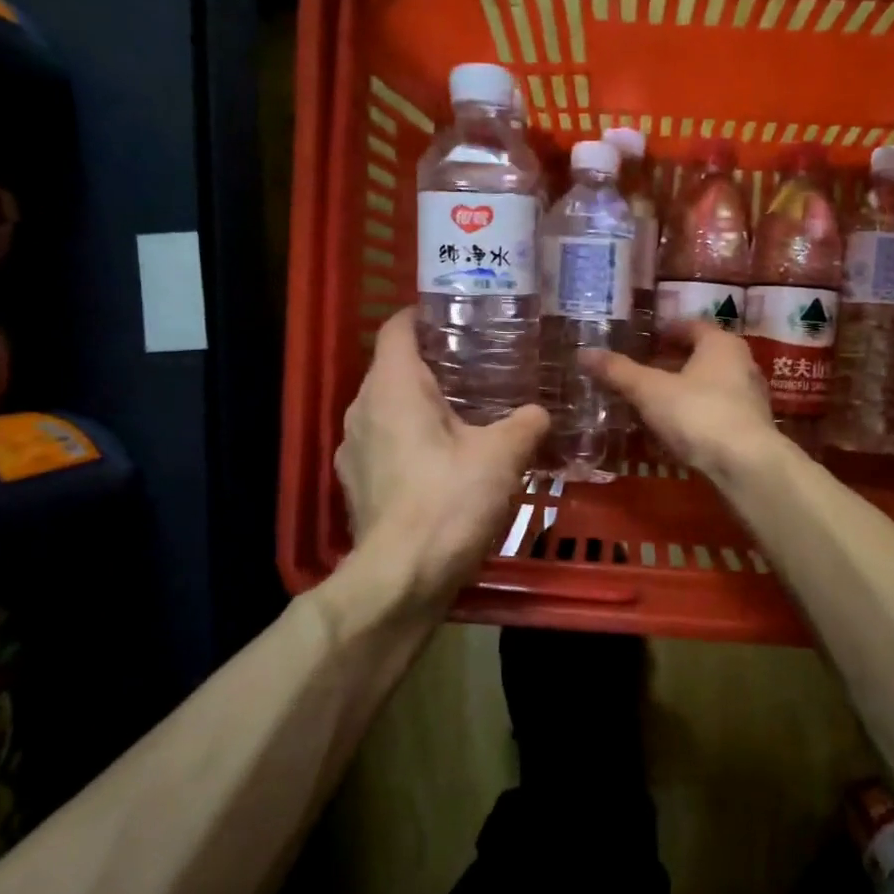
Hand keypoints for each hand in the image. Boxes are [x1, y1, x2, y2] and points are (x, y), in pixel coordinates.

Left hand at [335, 310, 549, 611]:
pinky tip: (443, 459)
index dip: (425, 314)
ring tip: (466, 410)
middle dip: (434, 361)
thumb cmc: (448, 502)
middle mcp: (362, 408)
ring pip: (388, 407)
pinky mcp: (357, 482)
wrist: (400, 578)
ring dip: (421, 404)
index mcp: (392, 386)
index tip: (460, 315)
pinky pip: (384, 442)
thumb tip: (540, 413)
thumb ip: (525, 424)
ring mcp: (353, 447)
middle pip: (394, 366)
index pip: (398, 327)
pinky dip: (411, 438)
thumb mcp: (501, 457)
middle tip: (480, 364)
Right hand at [579, 322, 778, 478]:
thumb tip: (583, 353)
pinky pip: (716, 413)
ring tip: (653, 402)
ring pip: (710, 386)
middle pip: (702, 356)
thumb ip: (619, 372)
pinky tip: (674, 431)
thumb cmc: (698, 413)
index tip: (645, 339)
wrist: (746, 465)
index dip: (667, 330)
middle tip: (643, 370)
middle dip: (673, 362)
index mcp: (721, 344)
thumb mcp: (650, 391)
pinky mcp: (750, 429)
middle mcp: (742, 364)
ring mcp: (750, 398)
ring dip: (684, 391)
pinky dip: (695, 415)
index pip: (692, 326)